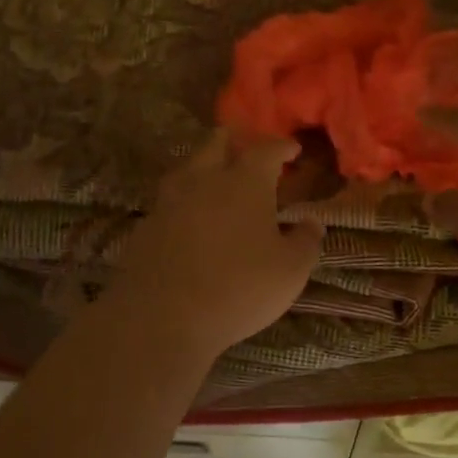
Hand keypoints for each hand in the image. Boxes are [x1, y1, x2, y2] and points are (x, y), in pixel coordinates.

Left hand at [109, 130, 322, 357]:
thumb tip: (312, 223)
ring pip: (187, 169)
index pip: (266, 150)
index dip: (281, 146)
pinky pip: (168, 202)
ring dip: (203, 167)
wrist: (161, 316)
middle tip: (245, 147)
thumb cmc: (239, 287)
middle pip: (216, 145)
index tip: (292, 148)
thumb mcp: (290, 271)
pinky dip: (182, 202)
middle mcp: (204, 180)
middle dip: (234, 141)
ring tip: (214, 179)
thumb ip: (306, 242)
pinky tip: (187, 219)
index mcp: (245, 182)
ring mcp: (169, 201)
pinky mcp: (146, 226)